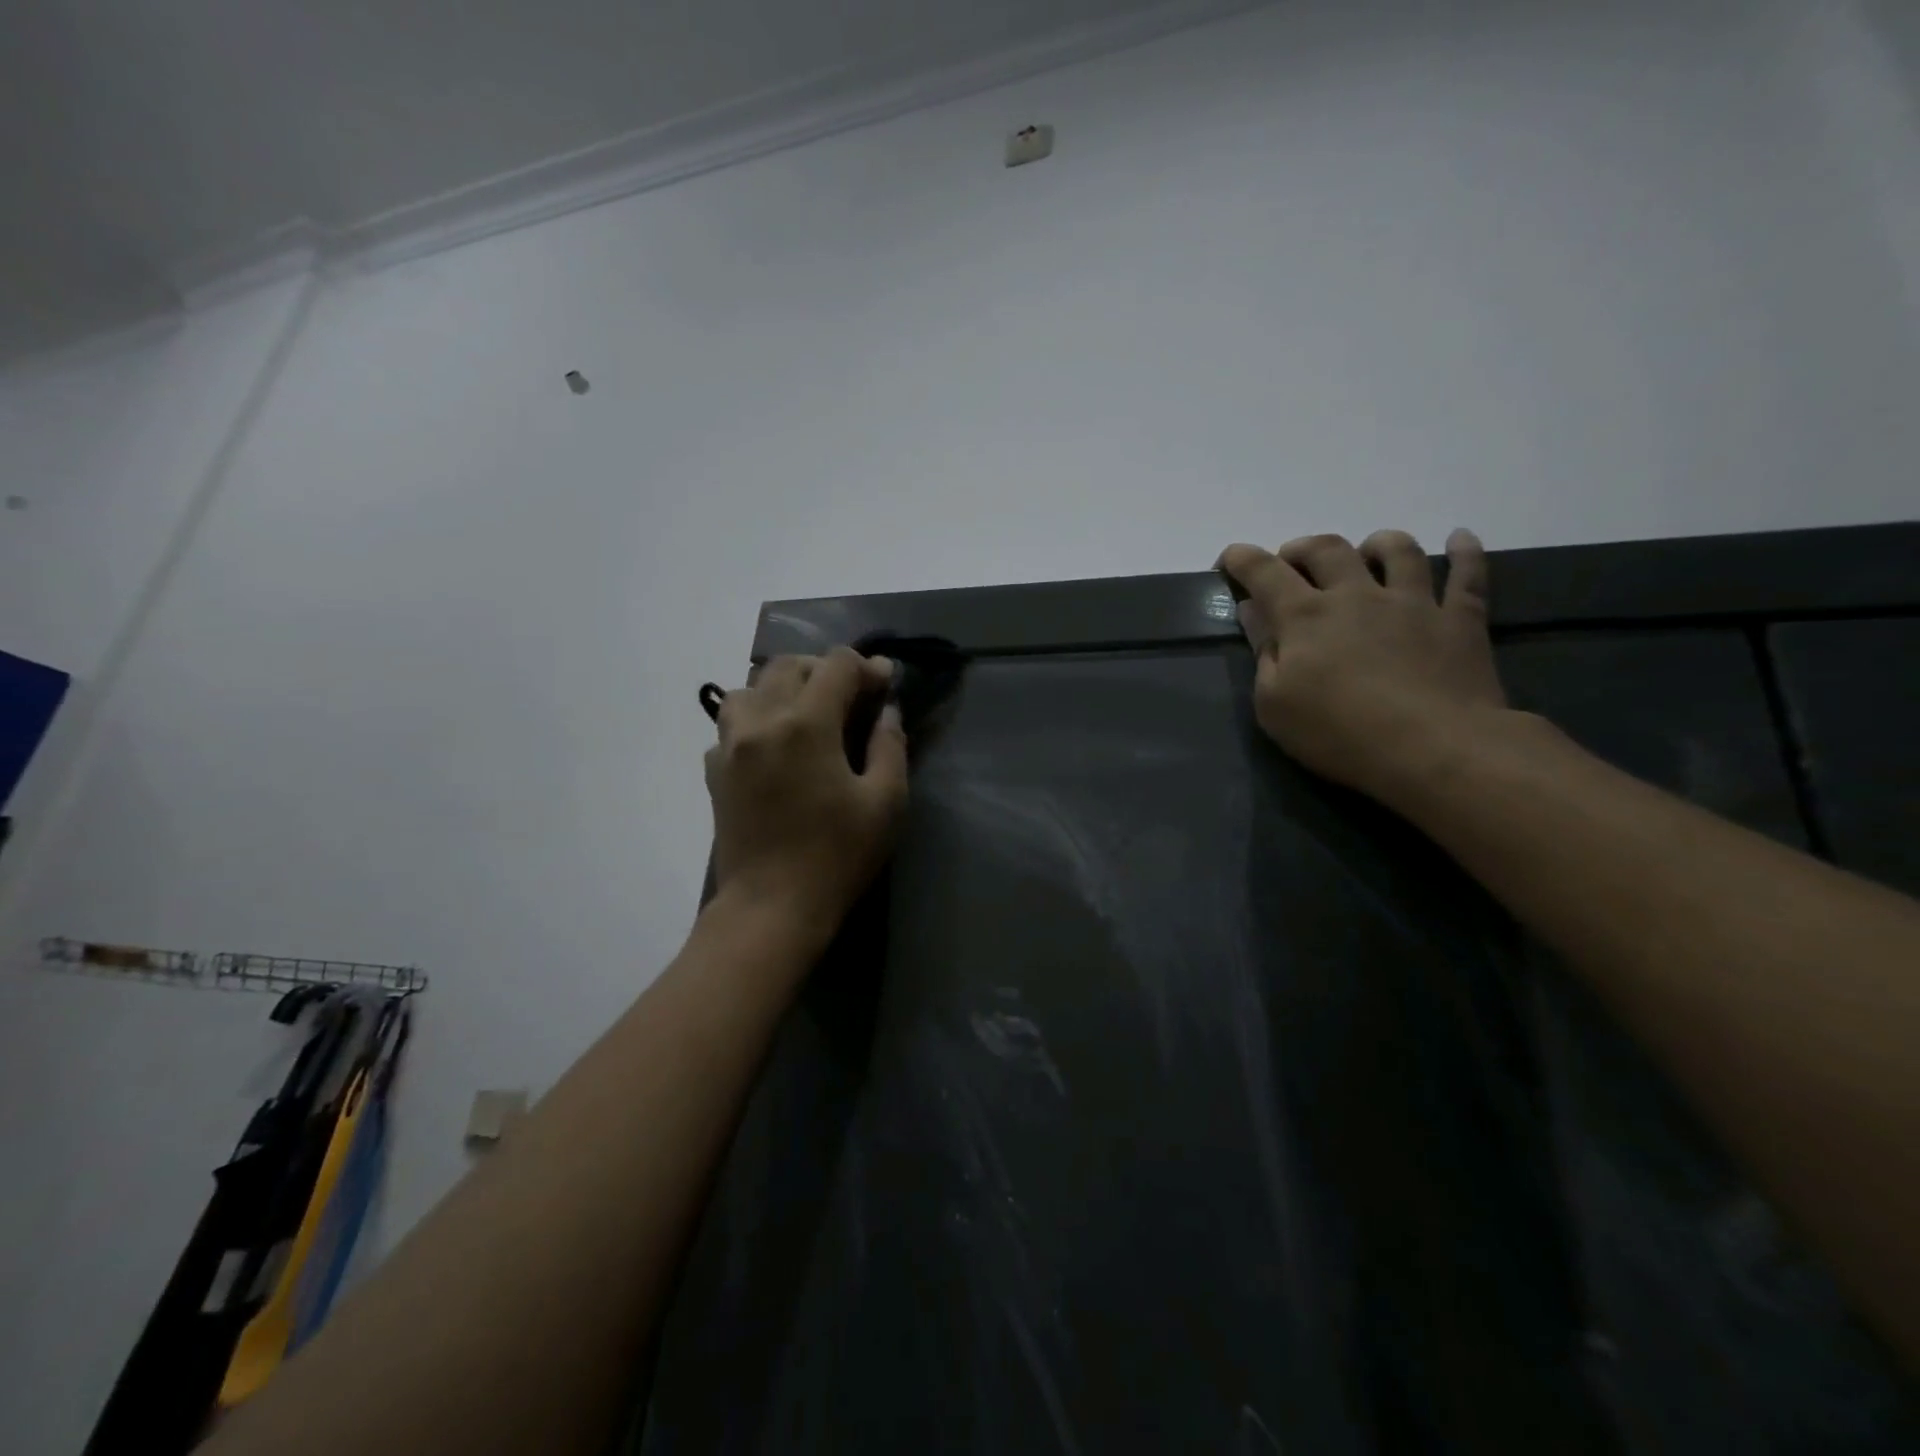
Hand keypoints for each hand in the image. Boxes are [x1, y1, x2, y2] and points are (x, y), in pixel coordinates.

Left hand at [704, 647, 908, 938]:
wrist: (771, 907)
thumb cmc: (836, 855)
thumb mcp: (885, 802)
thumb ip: (890, 745)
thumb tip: (887, 710)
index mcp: (806, 724)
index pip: (837, 665)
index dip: (867, 667)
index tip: (885, 685)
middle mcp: (762, 720)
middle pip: (789, 665)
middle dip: (825, 670)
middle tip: (850, 696)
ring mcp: (730, 745)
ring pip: (749, 687)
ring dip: (782, 687)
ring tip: (806, 712)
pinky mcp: (714, 771)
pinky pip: (731, 725)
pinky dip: (755, 720)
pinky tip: (774, 746)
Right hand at [1217, 529, 1507, 802]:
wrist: (1435, 749)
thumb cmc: (1339, 733)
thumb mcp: (1274, 703)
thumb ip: (1262, 651)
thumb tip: (1252, 610)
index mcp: (1305, 616)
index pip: (1265, 573)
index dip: (1243, 559)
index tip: (1229, 558)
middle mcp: (1357, 595)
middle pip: (1328, 550)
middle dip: (1302, 548)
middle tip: (1292, 561)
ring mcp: (1414, 603)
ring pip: (1397, 551)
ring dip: (1376, 543)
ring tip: (1367, 551)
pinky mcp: (1460, 620)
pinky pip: (1467, 575)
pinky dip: (1464, 552)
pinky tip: (1459, 539)